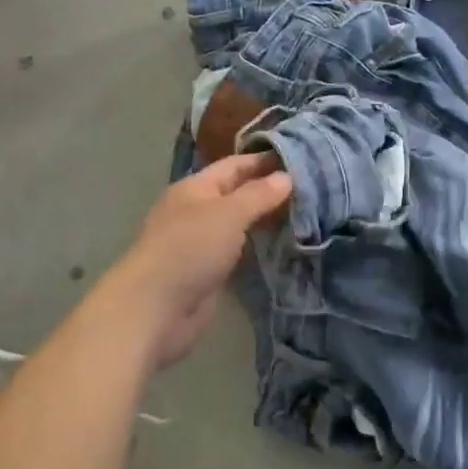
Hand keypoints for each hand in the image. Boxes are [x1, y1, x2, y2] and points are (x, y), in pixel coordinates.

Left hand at [100, 152, 291, 368]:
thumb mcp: (228, 213)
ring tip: (306, 215)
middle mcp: (196, 211)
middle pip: (237, 194)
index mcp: (194, 188)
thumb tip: (286, 176)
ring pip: (238, 224)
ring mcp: (200, 243)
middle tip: (311, 189)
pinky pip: (238, 252)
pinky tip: (284, 246)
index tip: (301, 159)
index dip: (264, 160)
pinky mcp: (207, 272)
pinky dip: (258, 247)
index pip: (234, 165)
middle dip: (269, 191)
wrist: (156, 309)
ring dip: (265, 221)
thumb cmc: (190, 249)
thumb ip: (258, 195)